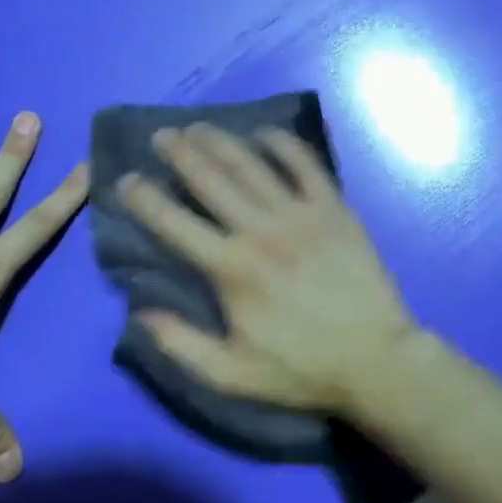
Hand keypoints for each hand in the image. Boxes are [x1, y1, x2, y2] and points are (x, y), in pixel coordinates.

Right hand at [116, 124, 418, 413]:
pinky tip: (265, 132)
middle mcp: (261, 231)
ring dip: (221, 142)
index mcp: (231, 269)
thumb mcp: (231, 374)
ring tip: (198, 128)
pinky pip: (306, 165)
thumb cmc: (302, 369)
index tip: (126, 180)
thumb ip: (180, 344)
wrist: (375, 359)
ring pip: (252, 165)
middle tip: (161, 136)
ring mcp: (301, 215)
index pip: (174, 223)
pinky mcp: (334, 209)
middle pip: (211, 179)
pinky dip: (283, 144)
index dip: (144, 198)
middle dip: (180, 153)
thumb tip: (139, 312)